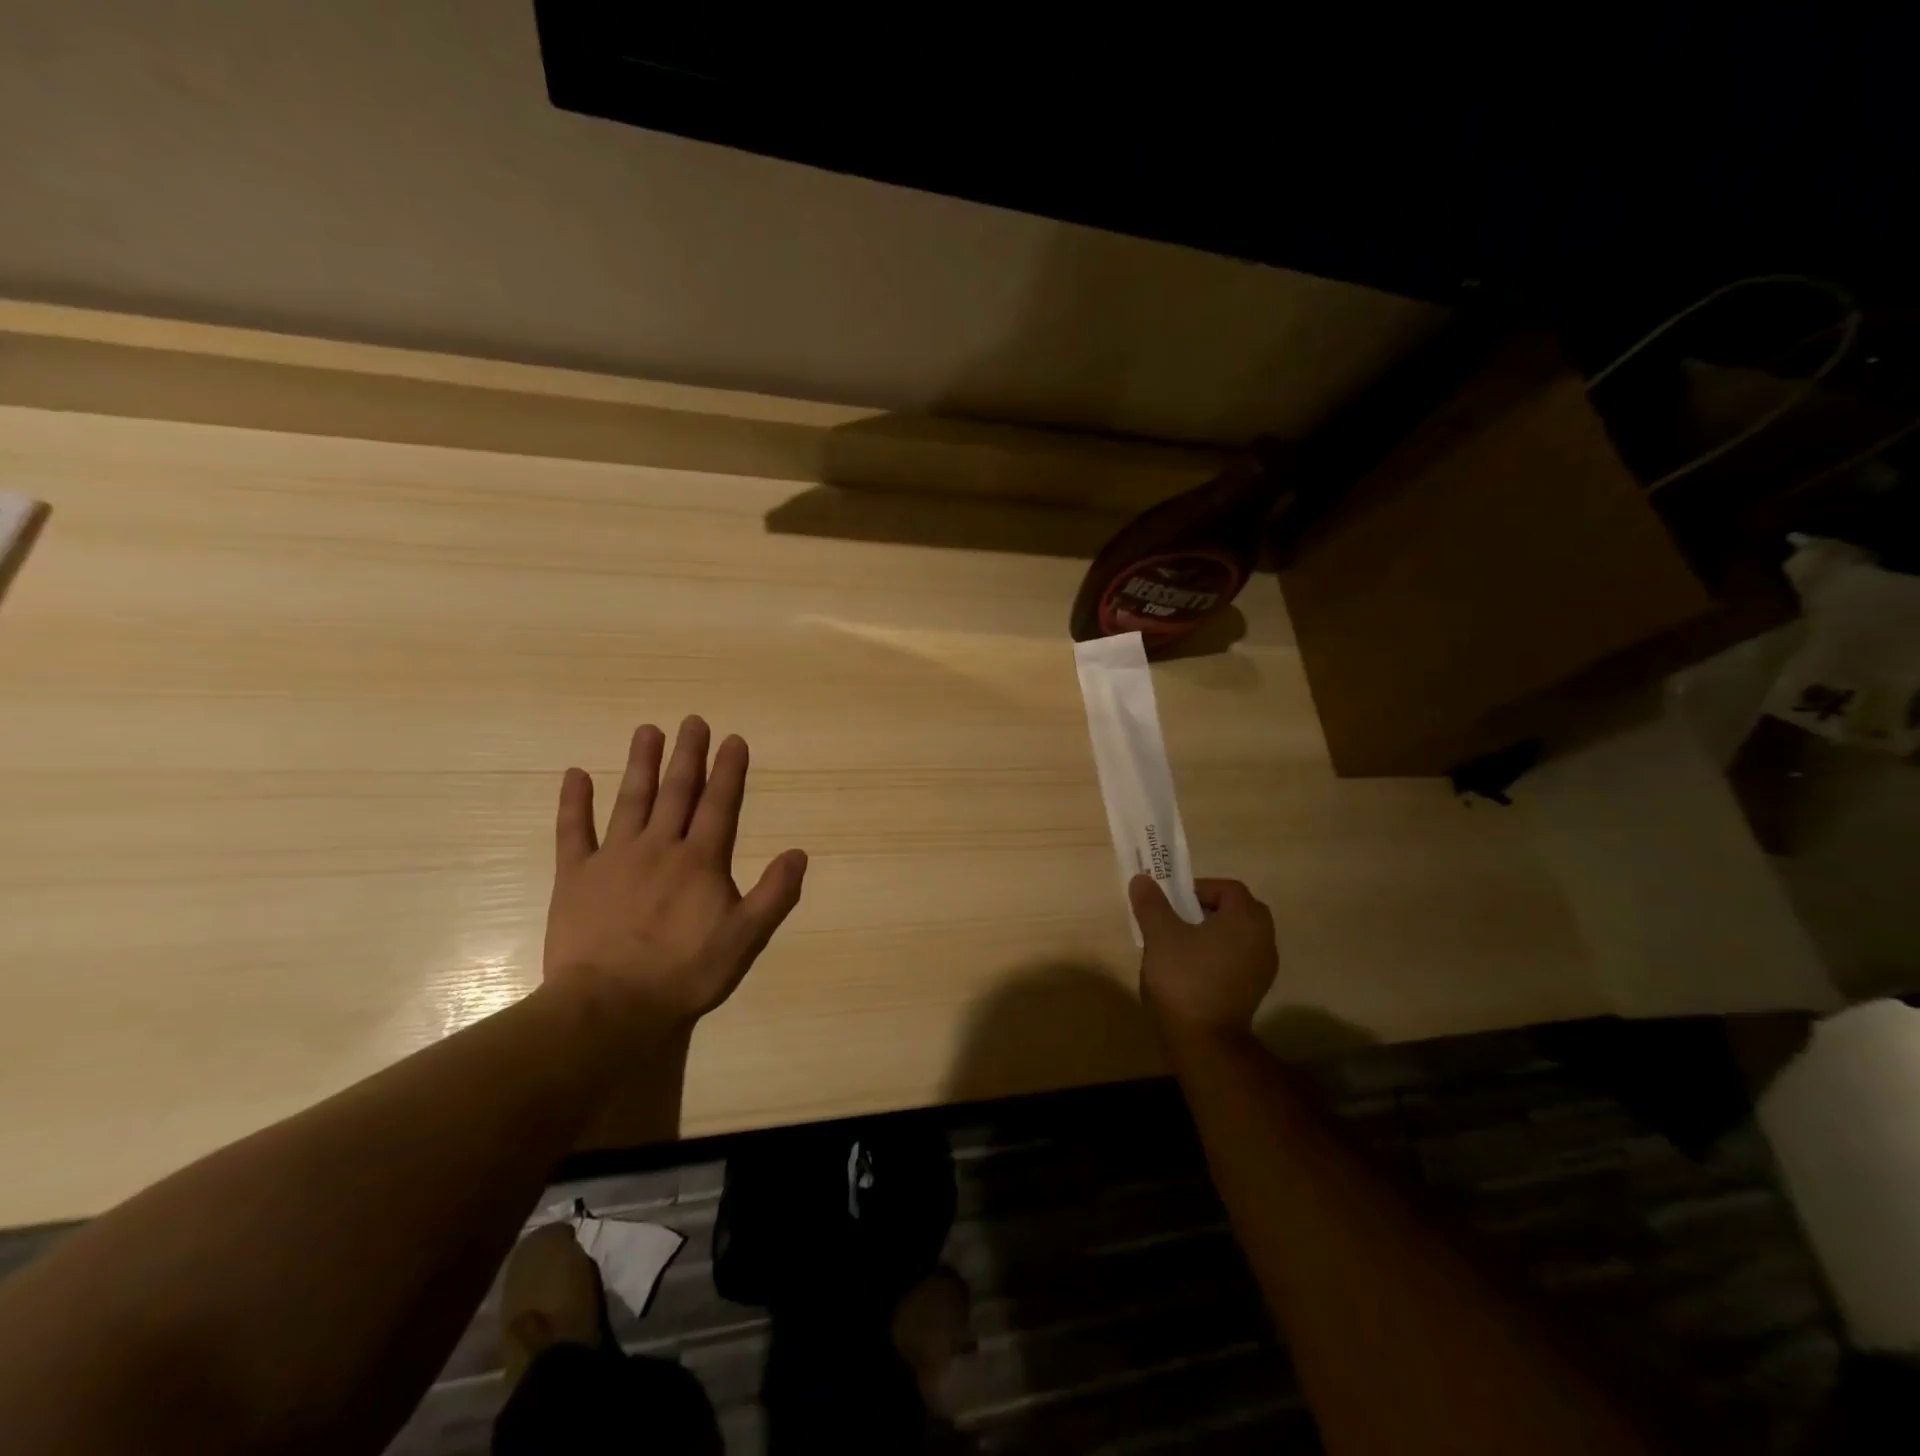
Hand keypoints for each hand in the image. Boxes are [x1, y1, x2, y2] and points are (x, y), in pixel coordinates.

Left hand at [544, 717, 807, 1025]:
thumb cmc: (684, 973)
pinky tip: (575, 774)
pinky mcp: (576, 876)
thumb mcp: (745, 939)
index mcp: (701, 860)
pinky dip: (574, 802)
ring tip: (648, 731)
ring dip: (641, 764)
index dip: (729, 771)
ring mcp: (614, 858)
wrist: (610, 1006)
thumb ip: (775, 894)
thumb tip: (799, 853)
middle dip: (688, 755)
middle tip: (693, 721)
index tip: (733, 739)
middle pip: (677, 792)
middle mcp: (660, 847)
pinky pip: (573, 831)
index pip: (720, 805)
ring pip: (631, 800)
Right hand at [1129, 875, 1276, 1034]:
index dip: (1199, 888)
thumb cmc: (1184, 978)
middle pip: (1237, 910)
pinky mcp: (1255, 990)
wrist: (1205, 1041)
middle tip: (1178, 918)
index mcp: (1246, 919)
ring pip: (1238, 935)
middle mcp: (1263, 939)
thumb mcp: (1160, 935)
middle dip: (1208, 908)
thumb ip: (1152, 903)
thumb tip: (1142, 879)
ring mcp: (1263, 967)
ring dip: (1213, 932)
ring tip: (1181, 944)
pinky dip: (1219, 954)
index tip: (1173, 901)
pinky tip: (1193, 968)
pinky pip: (1238, 958)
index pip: (1228, 888)